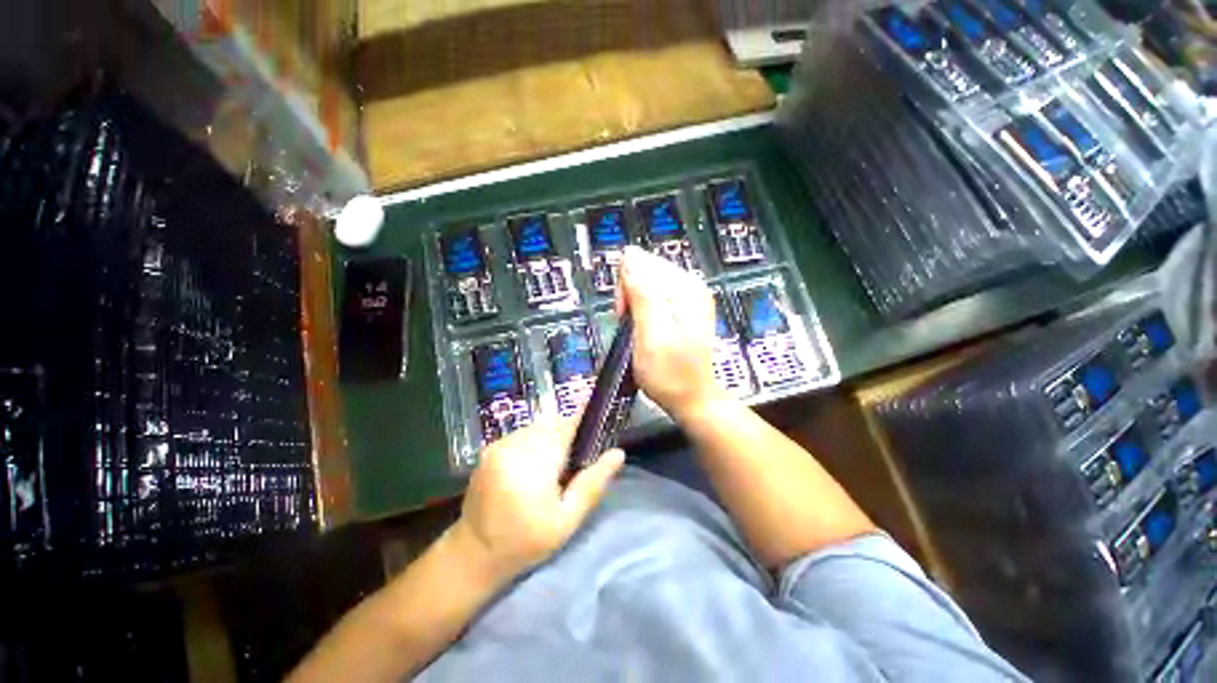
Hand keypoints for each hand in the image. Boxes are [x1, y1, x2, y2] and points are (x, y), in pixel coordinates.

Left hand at [453, 417, 625, 581]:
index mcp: (535, 462)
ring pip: (537, 427)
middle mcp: (515, 445)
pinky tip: (532, 466)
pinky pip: (522, 433)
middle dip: (567, 435)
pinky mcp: (490, 448)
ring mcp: (499, 444)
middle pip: (552, 424)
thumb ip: (593, 483)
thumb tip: (619, 453)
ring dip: (549, 438)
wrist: (472, 555)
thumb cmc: (526, 542)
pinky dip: (533, 442)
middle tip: (573, 461)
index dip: (584, 422)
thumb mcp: (567, 520)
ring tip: (552, 466)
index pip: (567, 425)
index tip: (596, 426)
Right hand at [616, 246, 723, 420]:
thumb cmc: (670, 373)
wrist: (691, 399)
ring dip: (636, 305)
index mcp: (686, 288)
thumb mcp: (651, 334)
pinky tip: (645, 329)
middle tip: (631, 325)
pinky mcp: (684, 309)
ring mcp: (689, 298)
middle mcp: (691, 286)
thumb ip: (641, 293)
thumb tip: (629, 256)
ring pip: (647, 285)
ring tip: (638, 330)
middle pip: (646, 271)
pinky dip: (644, 311)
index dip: (625, 286)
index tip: (625, 313)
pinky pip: (654, 298)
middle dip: (630, 295)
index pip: (643, 262)